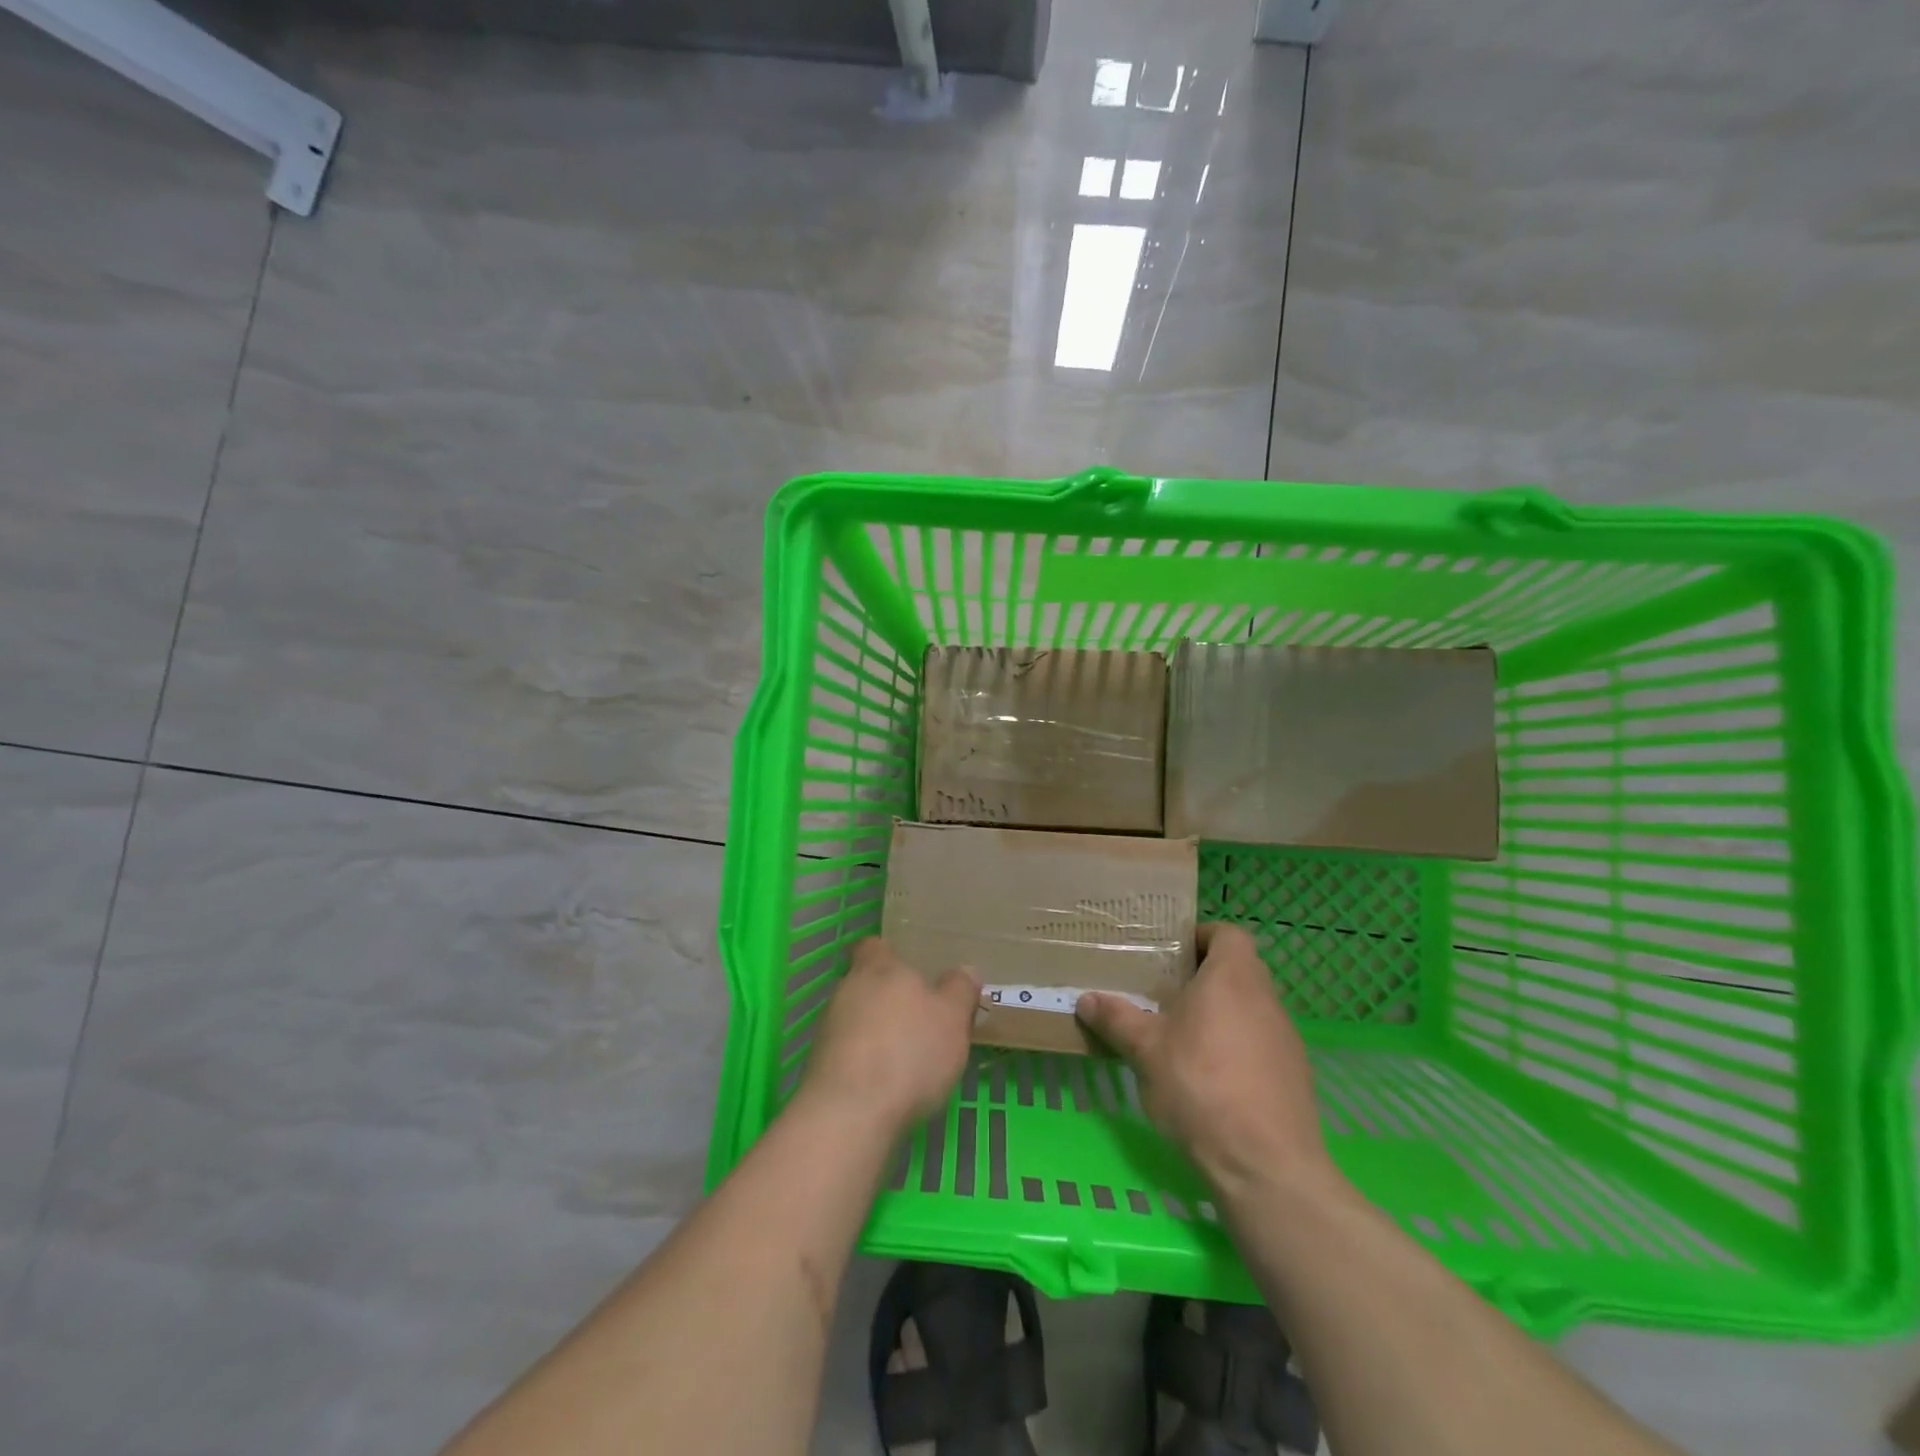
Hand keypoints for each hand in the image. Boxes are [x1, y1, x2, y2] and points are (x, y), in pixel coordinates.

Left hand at [799, 938, 978, 1136]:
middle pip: (866, 983)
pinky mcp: (819, 1066)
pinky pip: (847, 1052)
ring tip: (905, 1057)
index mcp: (879, 967)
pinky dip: (864, 1062)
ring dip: (875, 1032)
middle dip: (888, 998)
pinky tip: (886, 1084)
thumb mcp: (952, 1018)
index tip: (910, 969)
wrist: (850, 1114)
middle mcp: (847, 989)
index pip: (875, 946)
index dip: (890, 954)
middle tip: (919, 1018)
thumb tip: (965, 970)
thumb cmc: (908, 1052)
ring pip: (855, 1018)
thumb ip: (959, 990)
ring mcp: (828, 1028)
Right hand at [1076, 924, 1332, 1195]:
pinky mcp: (1294, 1075)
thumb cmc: (1201, 1086)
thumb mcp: (1146, 1050)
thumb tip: (1086, 999)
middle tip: (1165, 994)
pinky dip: (1237, 1048)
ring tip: (1182, 1037)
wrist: (1266, 1166)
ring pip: (1249, 1008)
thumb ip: (1117, 1019)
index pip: (1228, 934)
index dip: (1201, 936)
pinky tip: (1211, 1079)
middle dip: (1203, 978)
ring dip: (1220, 1014)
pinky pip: (1261, 1044)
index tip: (1171, 954)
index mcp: (1233, 977)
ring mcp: (1286, 1038)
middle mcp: (1266, 999)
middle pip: (1238, 970)